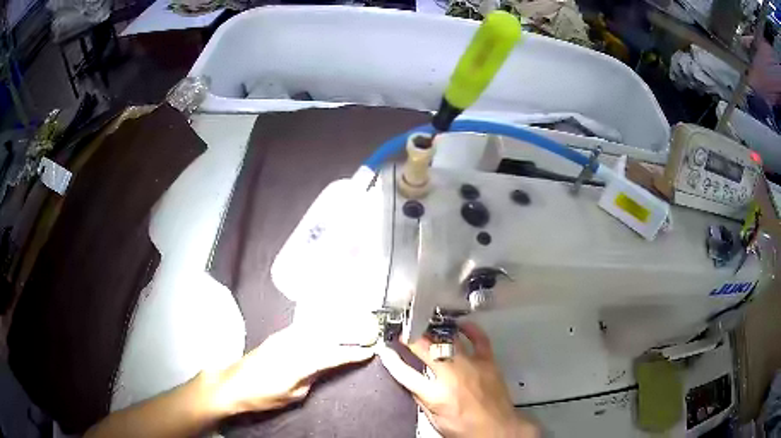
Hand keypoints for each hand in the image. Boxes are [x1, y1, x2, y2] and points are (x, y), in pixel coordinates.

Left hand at [210, 319, 375, 415]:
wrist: (232, 384)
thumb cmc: (262, 396)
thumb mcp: (293, 395)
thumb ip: (312, 379)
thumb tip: (325, 367)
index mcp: (297, 363)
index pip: (332, 355)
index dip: (352, 353)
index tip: (369, 351)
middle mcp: (291, 344)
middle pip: (326, 335)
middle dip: (349, 332)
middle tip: (368, 333)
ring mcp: (283, 337)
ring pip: (316, 327)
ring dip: (336, 325)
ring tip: (354, 325)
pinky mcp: (277, 335)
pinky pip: (304, 326)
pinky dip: (320, 324)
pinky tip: (327, 324)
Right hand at [379, 321, 538, 437]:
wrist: (497, 429)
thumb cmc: (467, 428)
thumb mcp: (435, 420)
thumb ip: (422, 399)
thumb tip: (412, 383)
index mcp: (436, 395)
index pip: (406, 373)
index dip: (392, 360)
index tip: (385, 350)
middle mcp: (452, 376)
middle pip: (426, 350)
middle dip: (411, 339)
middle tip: (404, 333)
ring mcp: (471, 365)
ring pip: (449, 340)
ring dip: (435, 332)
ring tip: (426, 326)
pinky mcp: (487, 362)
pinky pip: (479, 339)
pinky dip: (470, 329)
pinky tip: (461, 325)